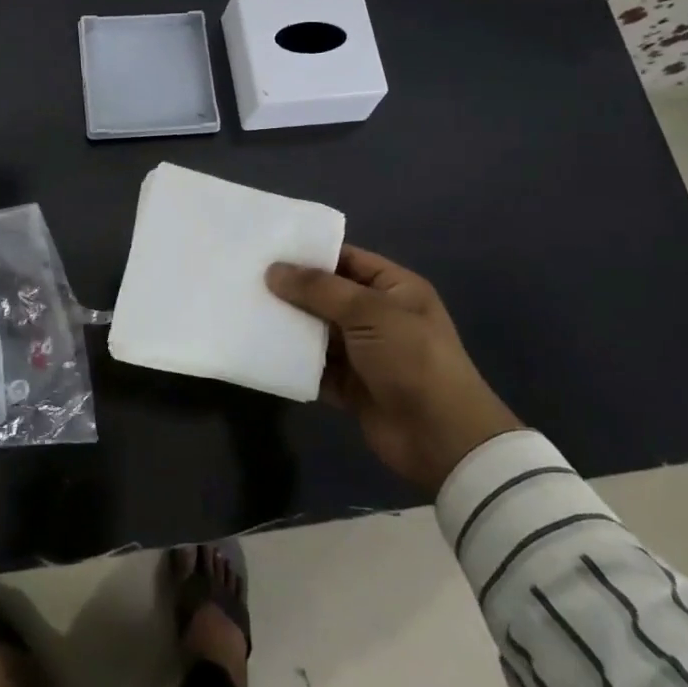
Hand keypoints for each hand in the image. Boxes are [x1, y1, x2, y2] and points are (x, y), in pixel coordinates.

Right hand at [266, 246, 520, 491]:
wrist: (441, 437)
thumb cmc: (412, 359)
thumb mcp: (369, 312)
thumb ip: (319, 290)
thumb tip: (274, 270)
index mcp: (394, 289)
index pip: (347, 260)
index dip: (311, 254)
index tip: (268, 249)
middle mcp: (379, 316)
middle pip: (327, 296)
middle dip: (292, 290)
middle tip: (246, 278)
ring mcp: (364, 353)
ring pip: (317, 332)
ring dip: (288, 326)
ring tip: (245, 310)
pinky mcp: (350, 386)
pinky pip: (314, 367)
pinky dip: (292, 362)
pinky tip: (260, 350)